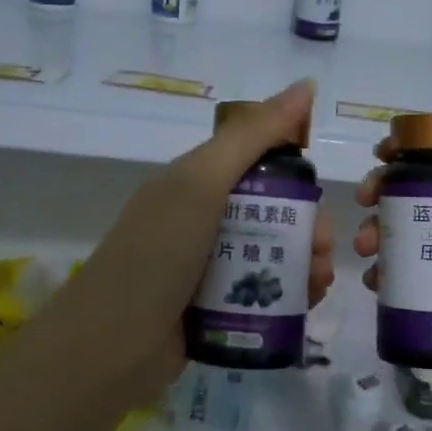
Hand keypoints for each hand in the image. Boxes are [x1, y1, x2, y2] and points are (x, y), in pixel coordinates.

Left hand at [27, 79, 334, 397]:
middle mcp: (202, 220)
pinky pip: (263, 292)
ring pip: (272, 254)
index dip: (294, 176)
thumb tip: (306, 84)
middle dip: (306, 228)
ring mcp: (208, 267)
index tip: (319, 196)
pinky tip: (306, 304)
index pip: (258, 164)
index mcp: (196, 183)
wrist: (111, 346)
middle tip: (320, 251)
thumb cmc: (158, 253)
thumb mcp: (203, 182)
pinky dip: (290, 295)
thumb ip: (253, 134)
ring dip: (305, 263)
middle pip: (272, 213)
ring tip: (318, 284)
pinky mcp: (215, 308)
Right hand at [352, 65, 431, 401]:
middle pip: (431, 191)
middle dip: (389, 197)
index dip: (411, 148)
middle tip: (362, 211)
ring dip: (387, 237)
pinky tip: (378, 285)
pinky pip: (427, 273)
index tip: (378, 159)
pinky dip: (399, 273)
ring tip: (365, 256)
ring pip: (424, 233)